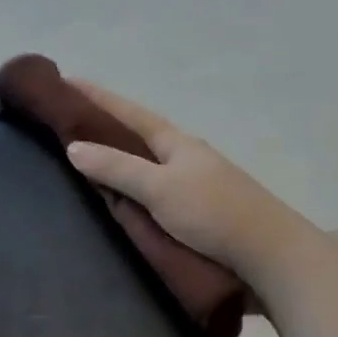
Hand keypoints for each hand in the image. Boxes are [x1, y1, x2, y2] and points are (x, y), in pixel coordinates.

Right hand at [63, 79, 315, 286]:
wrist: (270, 255)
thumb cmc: (214, 213)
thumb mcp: (160, 188)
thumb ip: (117, 168)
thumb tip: (73, 147)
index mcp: (177, 143)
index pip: (129, 113)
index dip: (98, 98)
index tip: (67, 81)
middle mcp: (184, 157)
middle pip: (137, 135)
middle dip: (105, 125)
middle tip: (67, 121)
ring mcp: (192, 184)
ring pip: (145, 163)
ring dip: (117, 157)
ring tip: (83, 158)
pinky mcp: (195, 212)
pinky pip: (151, 190)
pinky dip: (128, 186)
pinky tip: (117, 197)